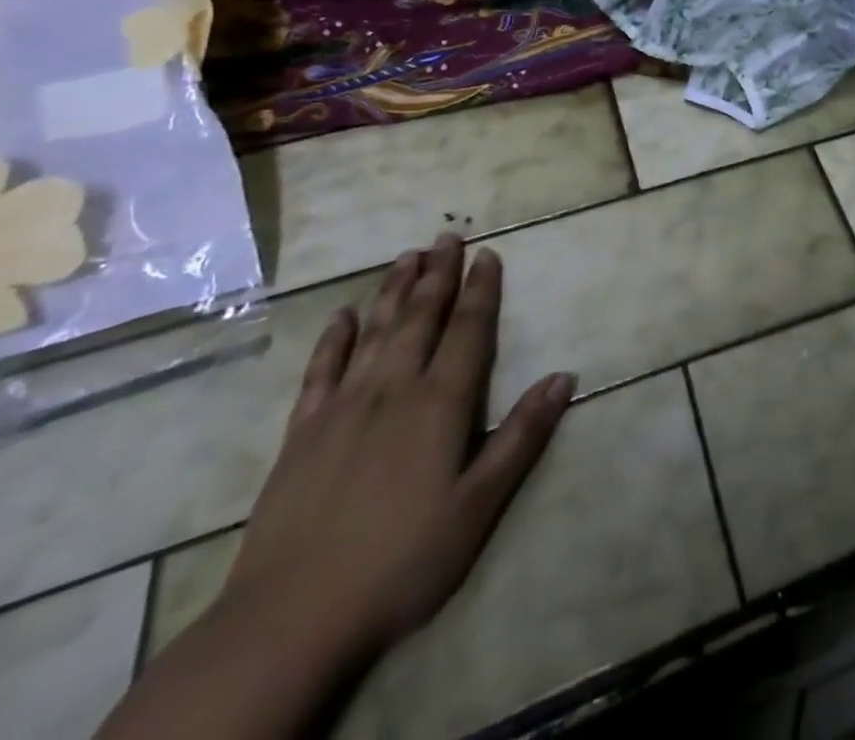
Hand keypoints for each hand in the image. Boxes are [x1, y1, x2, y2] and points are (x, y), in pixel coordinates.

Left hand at [216, 233, 575, 663]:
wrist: (289, 620)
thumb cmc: (401, 560)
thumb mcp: (479, 505)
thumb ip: (522, 436)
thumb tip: (564, 376)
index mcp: (440, 403)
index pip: (468, 330)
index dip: (481, 289)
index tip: (489, 253)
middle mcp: (393, 389)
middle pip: (420, 317)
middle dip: (438, 274)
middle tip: (447, 235)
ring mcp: (342, 408)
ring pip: (374, 332)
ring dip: (393, 291)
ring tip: (407, 256)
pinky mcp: (300, 434)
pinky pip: (320, 371)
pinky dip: (333, 339)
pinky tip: (342, 316)